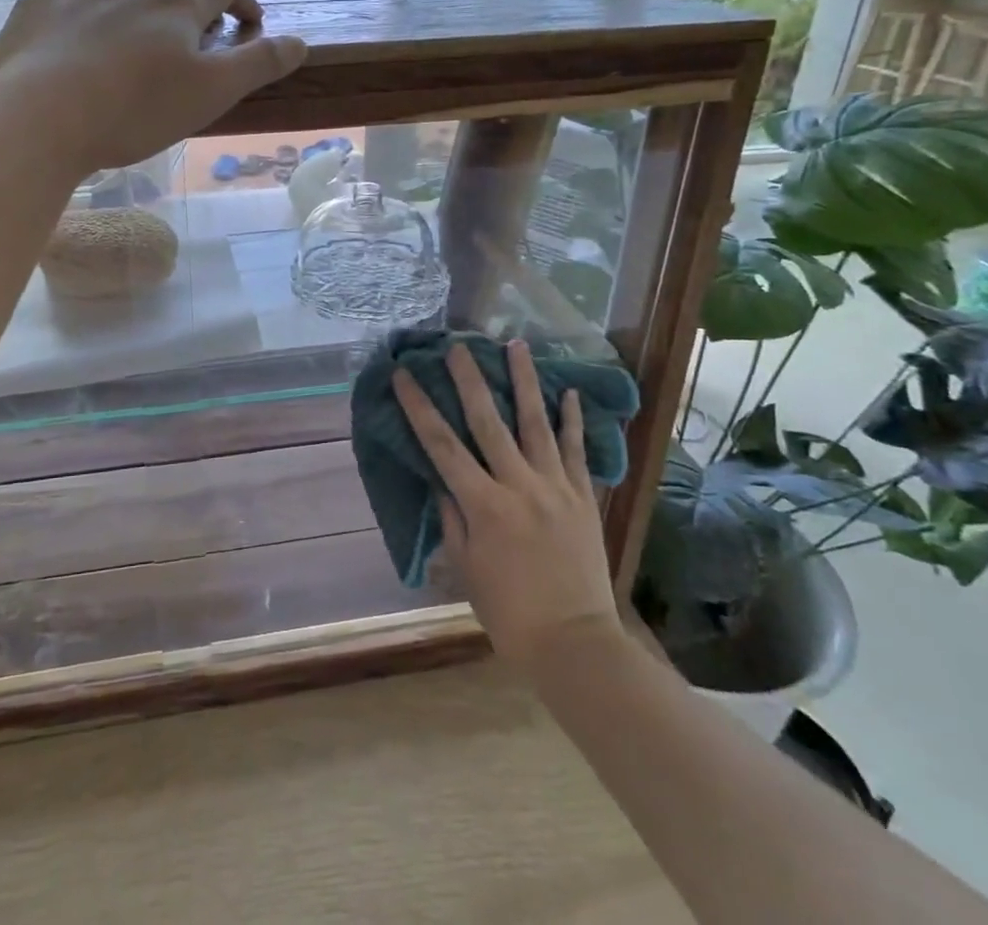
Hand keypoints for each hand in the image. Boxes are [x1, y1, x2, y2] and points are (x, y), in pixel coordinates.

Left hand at [0, 0, 307, 174]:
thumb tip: (299, 42)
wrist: (38, 118)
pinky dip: (88, 16)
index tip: (248, 27)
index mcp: (177, 3)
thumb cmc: (135, 110)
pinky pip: (71, 0)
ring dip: (139, 4)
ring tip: (136, 43)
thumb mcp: (211, 94)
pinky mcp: (36, 7)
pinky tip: (79, 48)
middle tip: (192, 32)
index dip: (243, 1)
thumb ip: (258, 65)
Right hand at [393, 340, 622, 673]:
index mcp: (483, 505)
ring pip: (536, 423)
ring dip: (525, 381)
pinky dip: (572, 421)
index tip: (404, 376)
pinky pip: (576, 451)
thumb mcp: (466, 568)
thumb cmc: (509, 613)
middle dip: (469, 379)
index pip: (442, 445)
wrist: (576, 644)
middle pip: (488, 421)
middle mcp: (518, 486)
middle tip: (458, 345)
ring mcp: (555, 487)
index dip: (419, 407)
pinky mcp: (583, 498)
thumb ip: (453, 518)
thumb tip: (443, 480)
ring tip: (517, 344)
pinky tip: (569, 392)